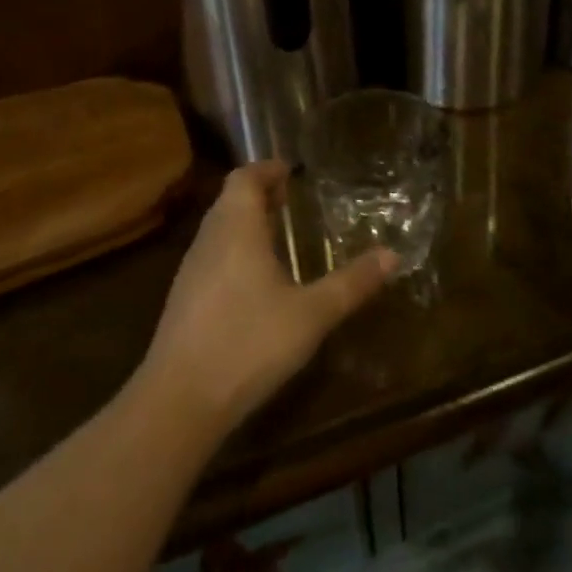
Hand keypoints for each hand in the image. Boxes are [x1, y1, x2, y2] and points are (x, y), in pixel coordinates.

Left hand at [139, 161, 396, 434]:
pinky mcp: (184, 301)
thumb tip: (392, 255)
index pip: (244, 178)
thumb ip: (352, 283)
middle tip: (293, 200)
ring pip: (219, 230)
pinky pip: (213, 257)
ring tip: (281, 236)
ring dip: (247, 223)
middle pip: (230, 201)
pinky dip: (236, 251)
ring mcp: (191, 272)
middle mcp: (209, 241)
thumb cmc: (249, 344)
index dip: (267, 169)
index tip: (293, 171)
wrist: (179, 402)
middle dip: (260, 194)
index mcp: (236, 230)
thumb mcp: (312, 314)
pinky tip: (257, 281)